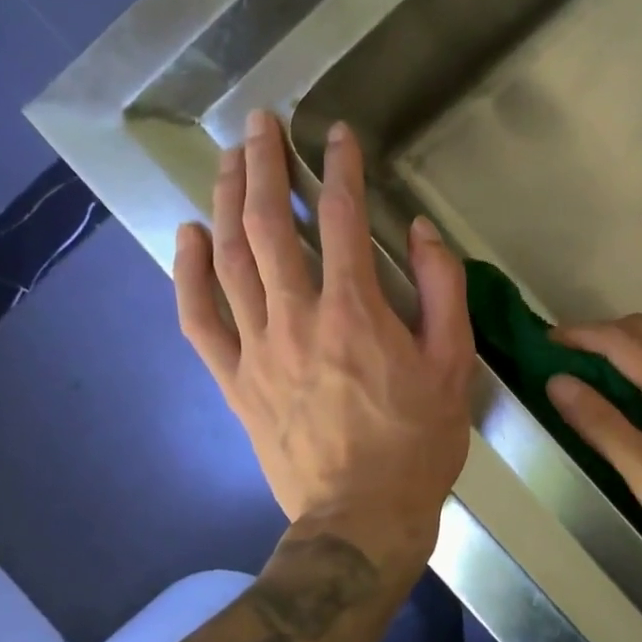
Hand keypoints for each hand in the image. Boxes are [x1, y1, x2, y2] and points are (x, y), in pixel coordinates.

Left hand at [173, 110, 474, 574]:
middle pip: (269, 224)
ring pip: (230, 259)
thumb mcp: (454, 364)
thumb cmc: (417, 441)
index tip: (338, 134)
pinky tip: (187, 234)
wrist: (360, 519)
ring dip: (226, 201)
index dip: (340, 167)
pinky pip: (199, 319)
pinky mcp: (234, 379)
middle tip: (260, 123)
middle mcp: (298, 317)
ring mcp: (258, 347)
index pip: (341, 217)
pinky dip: (188, 273)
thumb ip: (443, 289)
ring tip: (227, 158)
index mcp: (356, 311)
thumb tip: (419, 231)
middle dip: (264, 164)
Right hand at [546, 314, 641, 602]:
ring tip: (575, 379)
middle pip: (641, 333)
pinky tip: (613, 407)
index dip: (579, 334)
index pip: (622, 339)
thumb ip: (602, 424)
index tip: (539, 344)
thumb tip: (557, 380)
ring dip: (613, 354)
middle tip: (557, 359)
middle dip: (596, 335)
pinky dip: (629, 376)